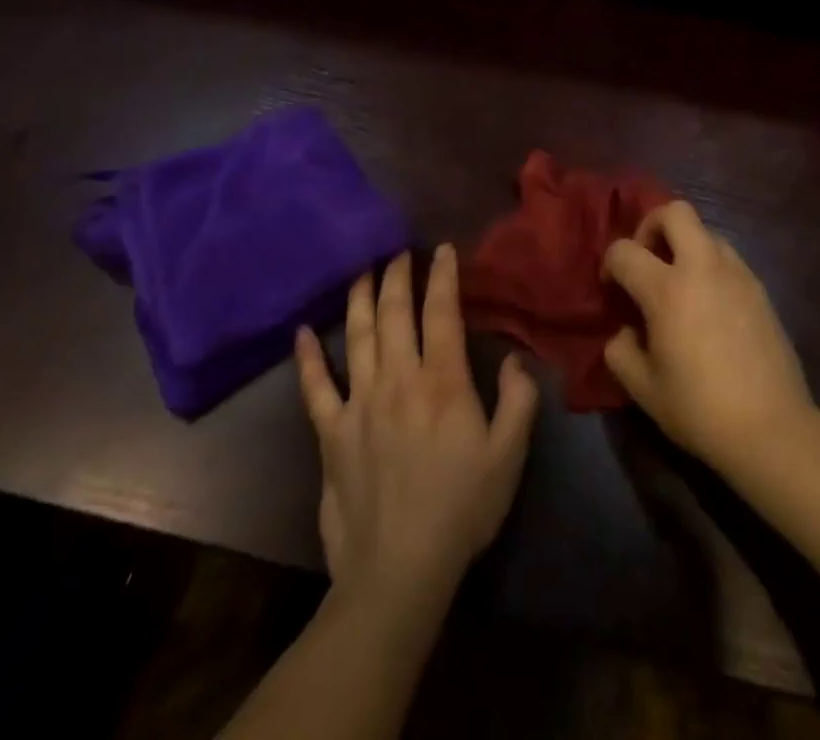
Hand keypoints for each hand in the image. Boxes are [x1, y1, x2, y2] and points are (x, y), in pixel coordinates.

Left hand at [296, 246, 538, 599]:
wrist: (398, 571)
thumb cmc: (462, 508)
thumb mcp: (509, 455)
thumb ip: (519, 400)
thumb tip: (514, 358)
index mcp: (443, 382)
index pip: (442, 313)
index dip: (443, 276)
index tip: (443, 248)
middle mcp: (398, 380)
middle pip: (395, 313)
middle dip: (398, 275)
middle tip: (399, 251)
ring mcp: (359, 404)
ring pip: (356, 336)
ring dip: (359, 299)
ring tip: (361, 271)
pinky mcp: (330, 434)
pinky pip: (315, 387)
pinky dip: (307, 358)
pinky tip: (301, 333)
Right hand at [602, 202, 816, 473]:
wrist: (771, 427)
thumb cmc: (699, 409)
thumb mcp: (643, 389)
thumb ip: (620, 351)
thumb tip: (626, 330)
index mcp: (667, 289)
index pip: (624, 250)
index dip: (610, 264)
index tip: (612, 289)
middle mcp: (702, 267)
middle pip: (675, 211)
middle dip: (652, 225)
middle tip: (647, 260)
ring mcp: (736, 273)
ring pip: (705, 231)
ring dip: (685, 244)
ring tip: (679, 283)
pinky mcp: (759, 286)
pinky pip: (727, 256)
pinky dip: (710, 265)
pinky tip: (709, 303)